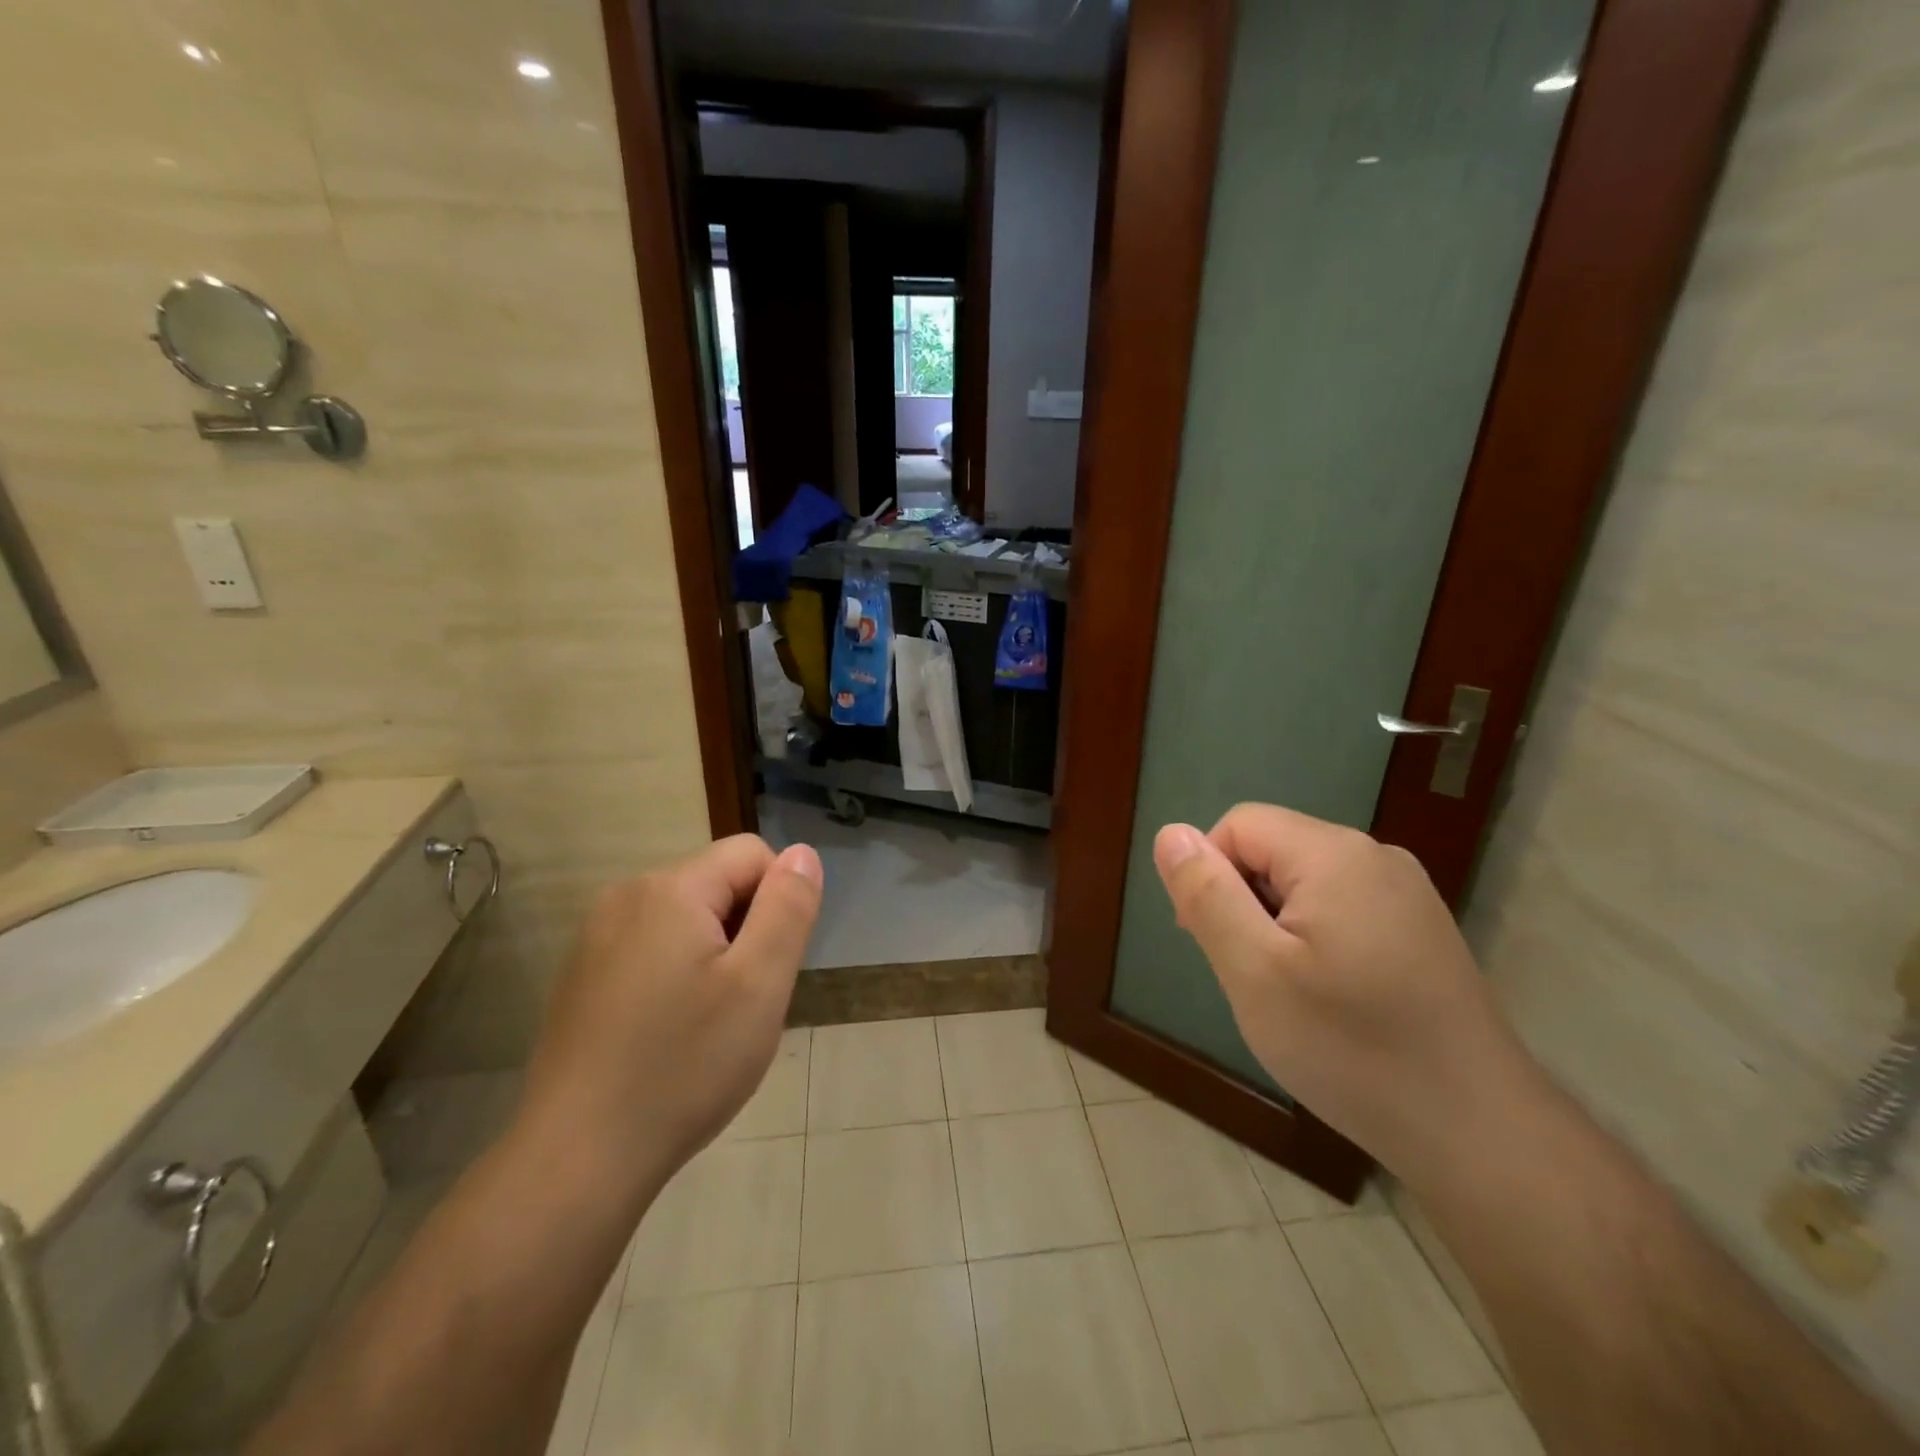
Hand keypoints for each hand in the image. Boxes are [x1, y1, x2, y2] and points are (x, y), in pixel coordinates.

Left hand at [515, 835, 822, 1207]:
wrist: (577, 1160)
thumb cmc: (683, 1066)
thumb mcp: (759, 984)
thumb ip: (788, 908)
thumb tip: (803, 853)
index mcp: (669, 889)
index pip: (752, 854)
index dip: (779, 901)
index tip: (768, 967)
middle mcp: (625, 897)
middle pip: (717, 883)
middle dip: (745, 929)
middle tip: (743, 1002)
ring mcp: (596, 937)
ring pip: (687, 918)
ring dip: (714, 954)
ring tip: (709, 1021)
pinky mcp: (583, 975)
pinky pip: (652, 948)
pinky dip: (677, 974)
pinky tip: (669, 1033)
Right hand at [1154, 804, 1536, 1180]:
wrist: (1480, 1133)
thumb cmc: (1351, 1048)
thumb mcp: (1254, 971)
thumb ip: (1207, 894)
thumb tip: (1171, 833)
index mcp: (1334, 854)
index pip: (1238, 825)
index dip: (1209, 875)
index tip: (1212, 943)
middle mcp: (1375, 856)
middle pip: (1273, 849)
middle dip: (1243, 901)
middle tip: (1250, 976)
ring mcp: (1406, 893)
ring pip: (1305, 881)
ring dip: (1276, 924)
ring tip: (1289, 993)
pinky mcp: (1421, 929)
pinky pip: (1341, 907)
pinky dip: (1314, 938)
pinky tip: (1331, 997)